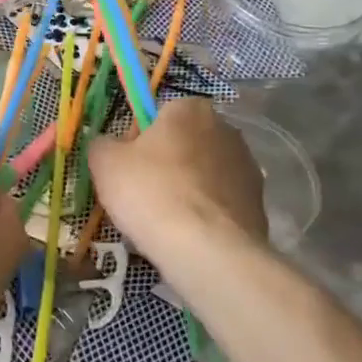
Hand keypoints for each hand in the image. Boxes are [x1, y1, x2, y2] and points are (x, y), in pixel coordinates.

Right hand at [86, 98, 268, 278]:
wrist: (207, 251)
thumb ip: (102, 144)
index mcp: (191, 109)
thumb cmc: (151, 193)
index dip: (138, 140)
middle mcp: (227, 130)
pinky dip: (205, 214)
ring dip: (187, 189)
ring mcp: (248, 167)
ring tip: (165, 222)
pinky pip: (220, 203)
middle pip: (184, 143)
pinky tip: (189, 236)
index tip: (127, 167)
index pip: (158, 115)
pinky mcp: (259, 204)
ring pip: (203, 174)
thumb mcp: (105, 163)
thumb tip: (107, 145)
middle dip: (165, 164)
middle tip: (142, 195)